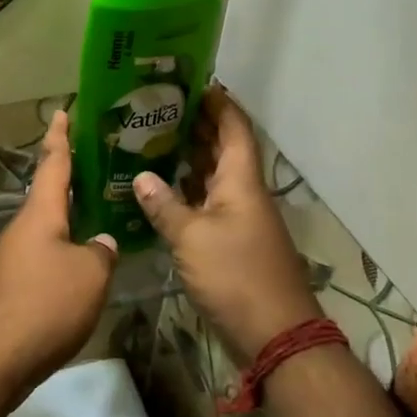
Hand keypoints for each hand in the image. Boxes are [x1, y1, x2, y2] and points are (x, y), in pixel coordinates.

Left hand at [0, 111, 116, 401]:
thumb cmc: (43, 305)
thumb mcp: (89, 277)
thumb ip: (101, 253)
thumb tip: (99, 243)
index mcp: (40, 214)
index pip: (53, 163)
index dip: (60, 137)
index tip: (63, 112)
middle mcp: (23, 229)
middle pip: (51, 196)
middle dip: (73, 180)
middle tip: (101, 165)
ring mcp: (13, 259)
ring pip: (49, 229)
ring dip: (71, 220)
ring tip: (102, 215)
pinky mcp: (11, 288)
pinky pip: (44, 257)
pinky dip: (64, 251)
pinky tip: (83, 266)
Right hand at [133, 88, 318, 362]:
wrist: (275, 334)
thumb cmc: (235, 276)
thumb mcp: (191, 238)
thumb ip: (164, 205)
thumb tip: (141, 176)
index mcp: (241, 181)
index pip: (234, 127)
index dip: (218, 102)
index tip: (192, 82)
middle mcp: (243, 192)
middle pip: (223, 148)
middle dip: (197, 125)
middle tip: (159, 109)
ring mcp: (239, 218)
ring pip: (214, 176)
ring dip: (189, 158)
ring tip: (152, 140)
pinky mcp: (232, 242)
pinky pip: (208, 203)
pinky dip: (187, 191)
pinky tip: (160, 190)